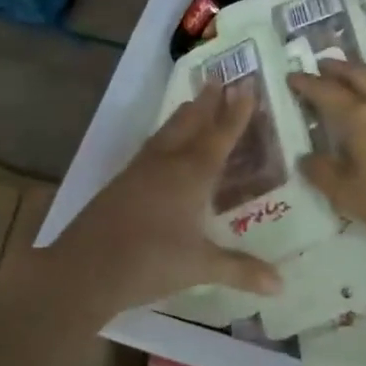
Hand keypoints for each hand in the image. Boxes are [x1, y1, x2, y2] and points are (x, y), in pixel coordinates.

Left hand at [43, 81, 281, 317]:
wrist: (85, 269)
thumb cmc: (150, 262)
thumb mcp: (200, 267)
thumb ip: (240, 270)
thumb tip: (281, 284)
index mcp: (191, 175)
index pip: (220, 136)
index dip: (236, 112)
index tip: (246, 85)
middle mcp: (167, 163)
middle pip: (190, 123)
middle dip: (207, 103)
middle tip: (219, 80)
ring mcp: (140, 170)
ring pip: (167, 132)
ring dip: (184, 115)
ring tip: (193, 102)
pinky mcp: (121, 182)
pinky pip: (150, 148)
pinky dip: (164, 136)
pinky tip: (162, 145)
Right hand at [288, 61, 365, 251]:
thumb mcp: (352, 197)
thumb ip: (325, 174)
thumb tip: (305, 157)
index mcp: (360, 118)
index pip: (326, 93)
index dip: (307, 83)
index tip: (293, 76)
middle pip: (358, 74)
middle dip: (337, 68)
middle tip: (322, 65)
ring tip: (357, 71)